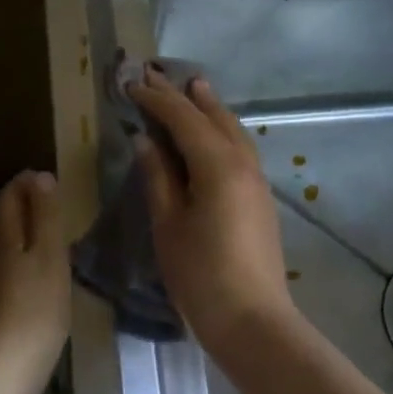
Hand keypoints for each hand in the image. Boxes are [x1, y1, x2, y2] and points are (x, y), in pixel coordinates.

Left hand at [0, 170, 71, 393]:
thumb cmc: (33, 307)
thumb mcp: (49, 256)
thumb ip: (46, 216)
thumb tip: (40, 176)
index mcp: (3, 233)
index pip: (10, 195)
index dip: (28, 183)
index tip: (49, 179)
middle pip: (2, 218)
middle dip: (24, 205)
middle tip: (52, 204)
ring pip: (2, 244)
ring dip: (22, 234)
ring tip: (49, 236)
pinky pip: (5, 268)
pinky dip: (20, 260)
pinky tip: (35, 275)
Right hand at [127, 67, 298, 354]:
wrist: (251, 319)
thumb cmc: (200, 274)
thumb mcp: (168, 225)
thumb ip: (158, 177)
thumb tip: (146, 141)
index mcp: (217, 165)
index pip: (182, 119)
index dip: (156, 100)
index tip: (132, 83)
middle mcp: (242, 163)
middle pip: (213, 117)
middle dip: (186, 95)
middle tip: (159, 73)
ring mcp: (256, 180)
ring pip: (233, 130)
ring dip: (210, 108)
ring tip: (194, 88)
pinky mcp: (260, 198)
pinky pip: (240, 148)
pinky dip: (222, 130)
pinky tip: (213, 133)